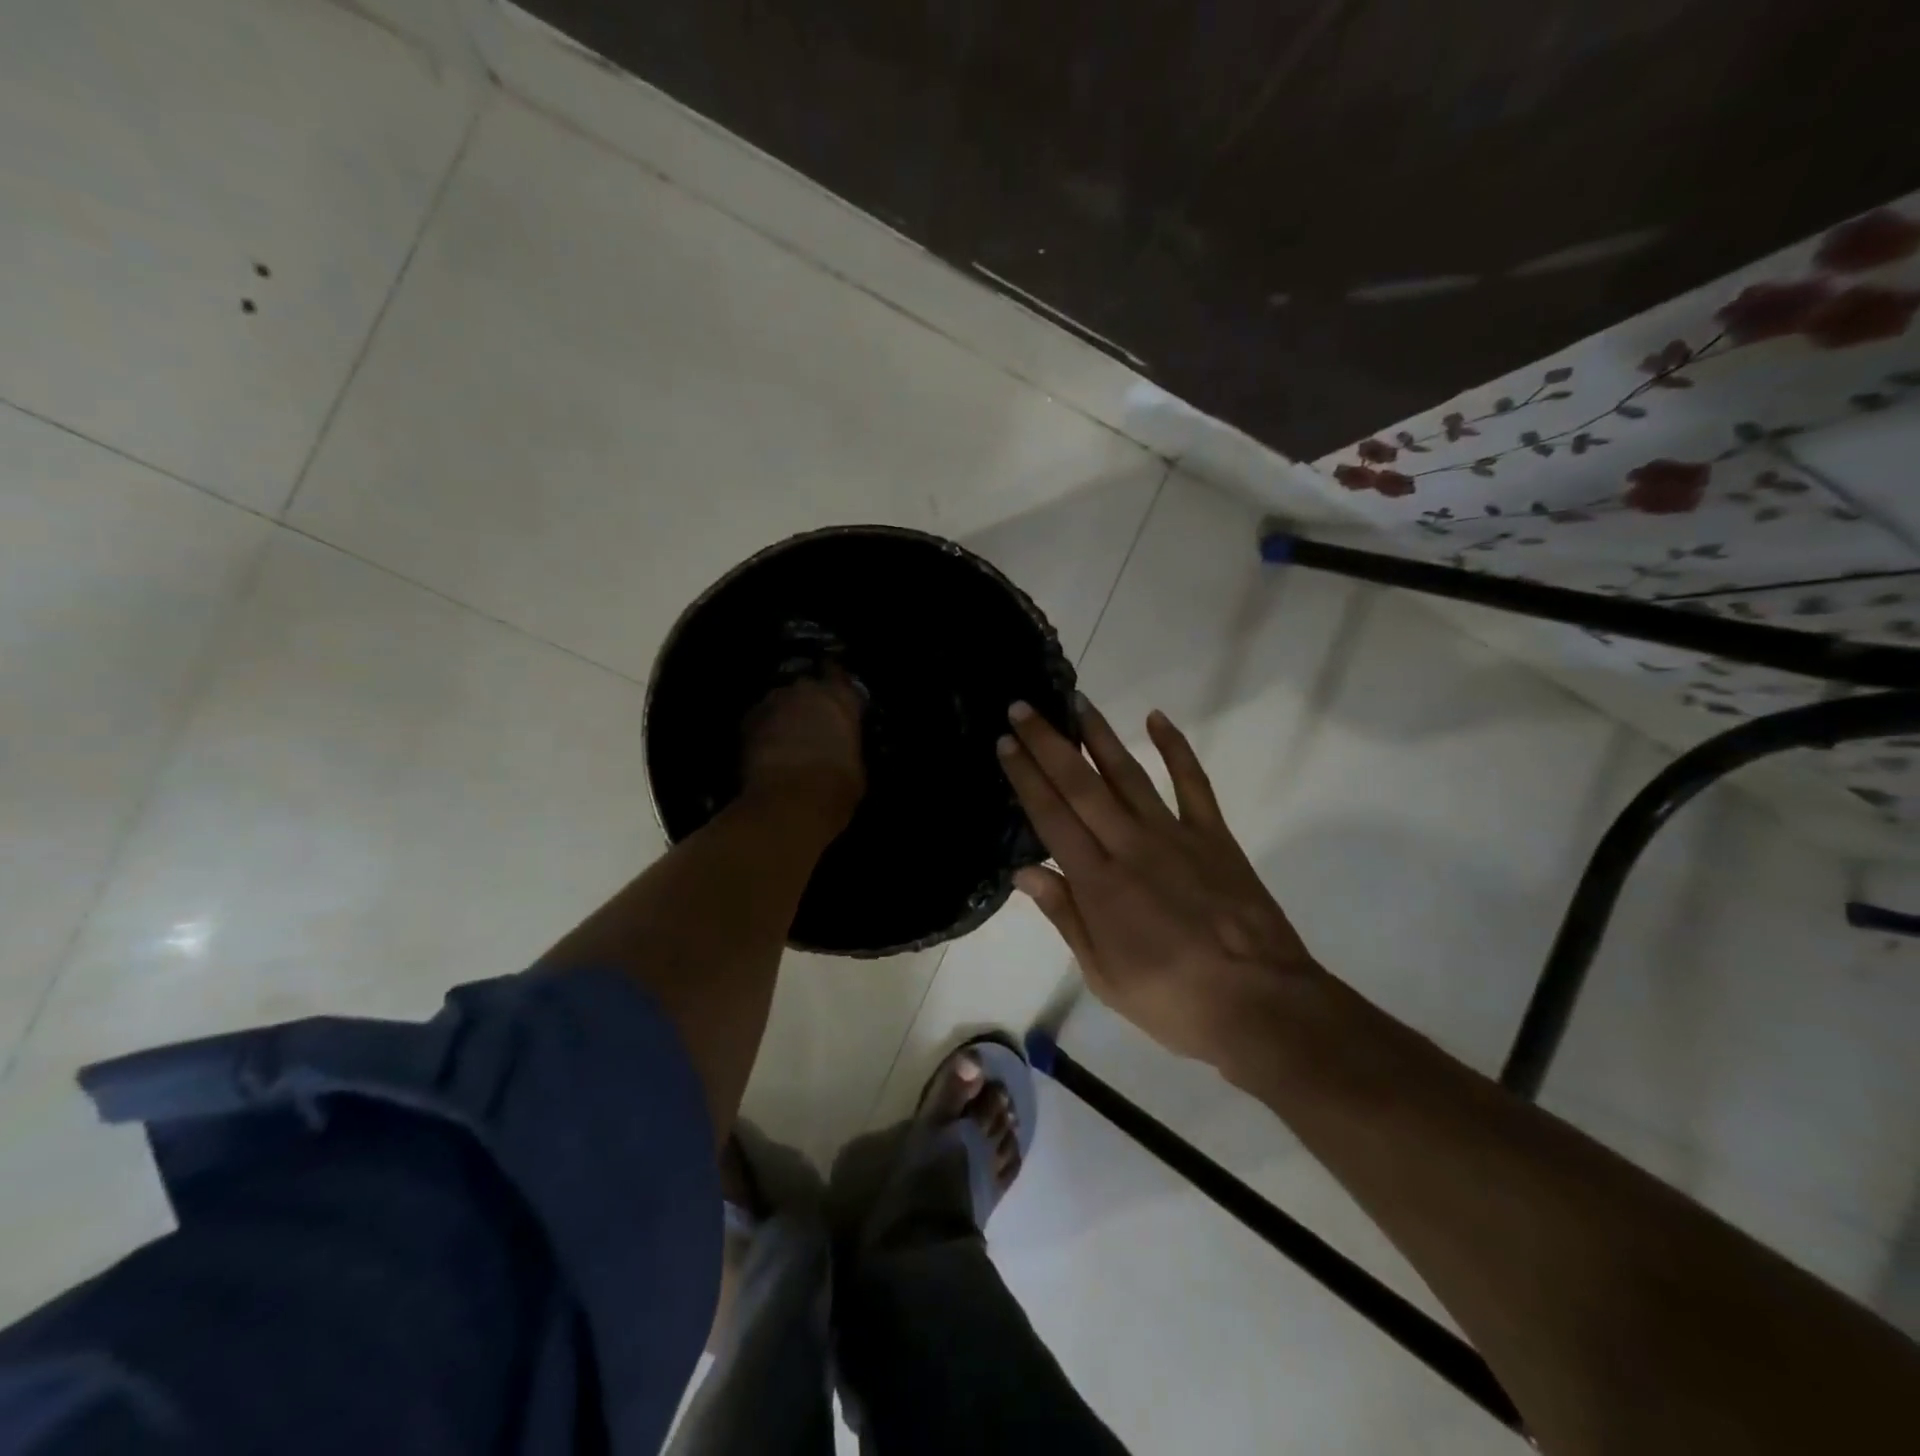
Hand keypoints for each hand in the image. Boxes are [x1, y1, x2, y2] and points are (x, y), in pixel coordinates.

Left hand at [741, 669, 866, 827]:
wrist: (789, 801)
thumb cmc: (837, 786)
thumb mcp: (857, 766)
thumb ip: (847, 744)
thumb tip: (839, 746)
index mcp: (840, 698)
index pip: (838, 675)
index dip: (836, 685)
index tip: (836, 697)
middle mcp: (807, 691)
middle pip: (807, 687)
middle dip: (808, 701)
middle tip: (812, 722)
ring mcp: (773, 703)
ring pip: (781, 701)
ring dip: (785, 714)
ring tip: (787, 737)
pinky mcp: (748, 721)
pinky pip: (760, 719)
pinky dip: (765, 730)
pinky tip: (768, 749)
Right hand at [997, 697, 1320, 1067]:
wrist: (1260, 1005)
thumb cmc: (1172, 1000)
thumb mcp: (1103, 975)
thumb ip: (1065, 917)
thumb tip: (1023, 871)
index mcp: (1098, 883)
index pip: (1051, 817)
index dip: (1026, 778)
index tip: (1006, 744)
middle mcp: (1130, 846)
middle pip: (1081, 785)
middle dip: (1048, 743)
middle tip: (1023, 707)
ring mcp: (1174, 835)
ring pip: (1128, 773)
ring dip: (1099, 735)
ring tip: (1075, 702)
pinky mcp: (1214, 835)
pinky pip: (1193, 782)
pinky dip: (1176, 748)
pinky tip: (1157, 718)